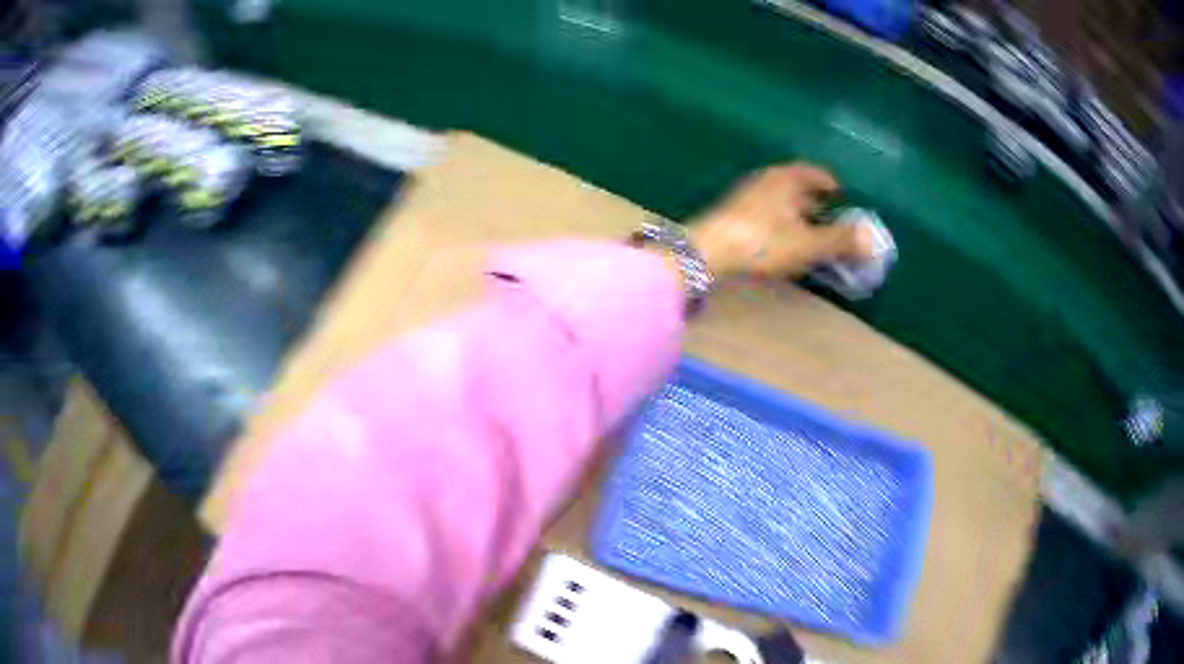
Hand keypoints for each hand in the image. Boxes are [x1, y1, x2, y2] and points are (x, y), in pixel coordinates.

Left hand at [688, 164, 875, 279]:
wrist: (705, 253)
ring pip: (781, 200)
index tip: (845, 200)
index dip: (833, 186)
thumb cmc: (761, 243)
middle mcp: (767, 179)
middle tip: (833, 220)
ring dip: (798, 213)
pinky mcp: (734, 213)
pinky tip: (782, 242)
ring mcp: (748, 194)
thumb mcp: (808, 244)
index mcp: (787, 178)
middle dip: (817, 202)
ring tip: (811, 234)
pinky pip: (767, 212)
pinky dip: (781, 222)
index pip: (817, 174)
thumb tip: (872, 240)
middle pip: (799, 186)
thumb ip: (841, 241)